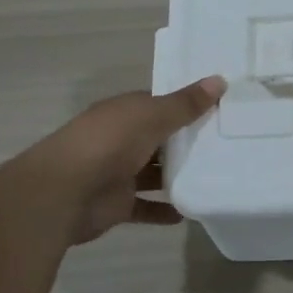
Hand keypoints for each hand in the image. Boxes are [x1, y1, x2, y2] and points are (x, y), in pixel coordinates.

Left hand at [12, 77, 225, 244]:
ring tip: (215, 177)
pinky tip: (190, 212)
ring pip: (154, 173)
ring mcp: (118, 173)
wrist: (64, 193)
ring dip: (178, 176)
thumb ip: (185, 104)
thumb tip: (219, 80)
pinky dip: (165, 210)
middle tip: (228, 145)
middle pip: (159, 139)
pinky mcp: (118, 204)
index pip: (159, 105)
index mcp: (124, 113)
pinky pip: (146, 207)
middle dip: (187, 142)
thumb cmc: (108, 144)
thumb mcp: (151, 117)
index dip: (186, 106)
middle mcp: (120, 140)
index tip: (219, 109)